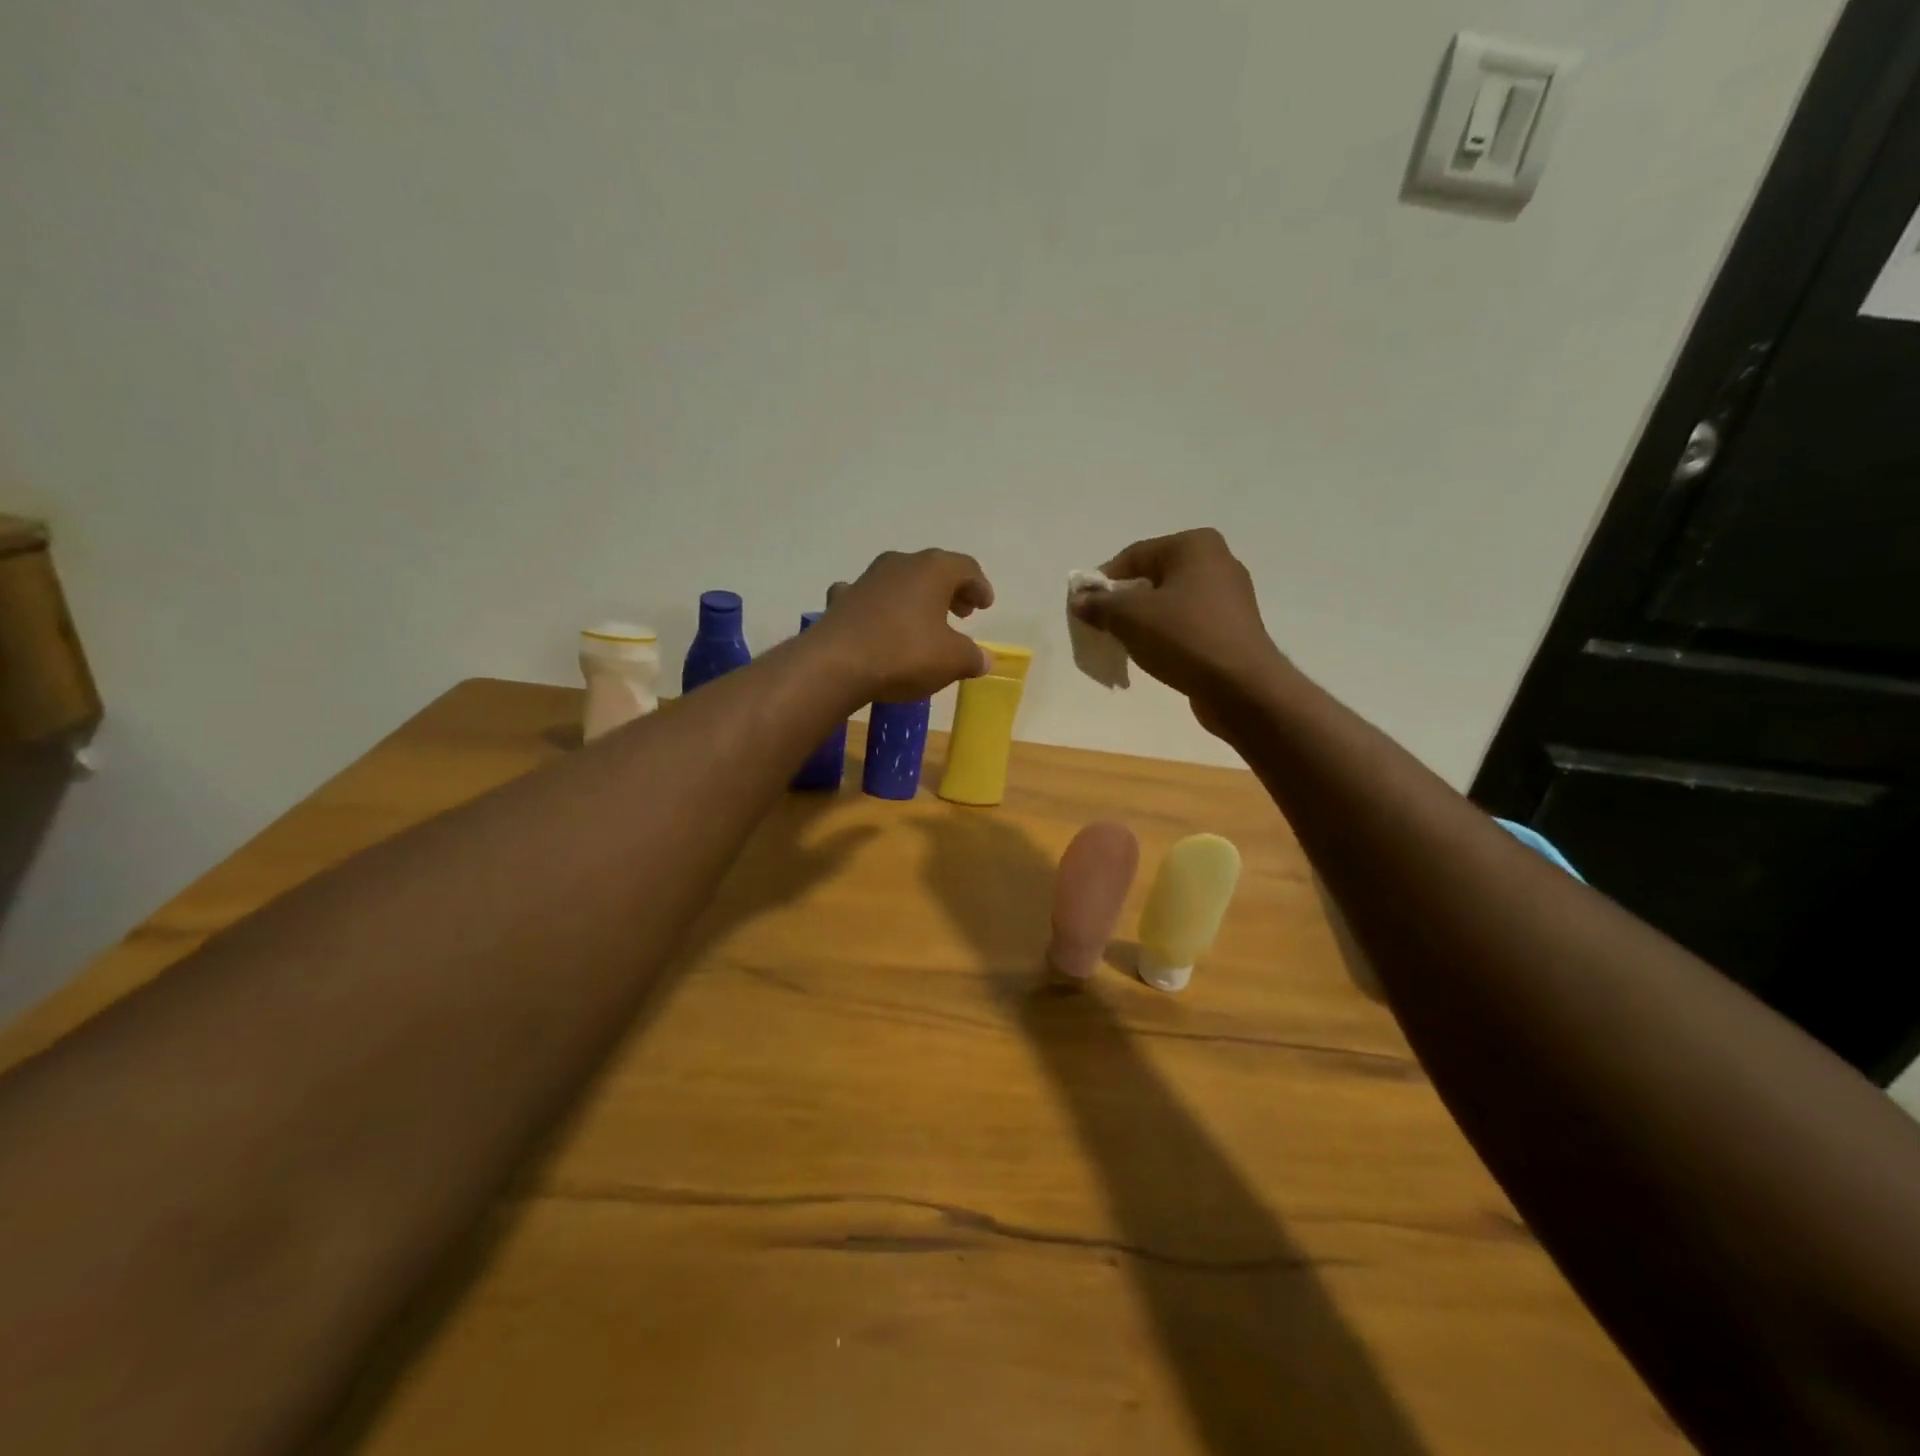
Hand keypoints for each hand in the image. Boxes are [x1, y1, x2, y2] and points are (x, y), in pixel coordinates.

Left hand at [820, 549, 993, 701]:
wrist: (835, 664)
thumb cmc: (904, 654)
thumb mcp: (952, 661)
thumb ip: (973, 657)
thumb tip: (984, 659)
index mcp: (933, 569)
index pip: (965, 567)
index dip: (979, 586)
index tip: (985, 605)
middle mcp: (900, 564)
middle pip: (932, 570)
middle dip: (950, 590)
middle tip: (961, 612)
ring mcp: (866, 579)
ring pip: (899, 581)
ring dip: (915, 598)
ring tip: (924, 622)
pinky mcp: (841, 601)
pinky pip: (868, 598)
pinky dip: (878, 608)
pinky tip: (877, 623)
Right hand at [1071, 528, 1286, 730]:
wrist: (1240, 686)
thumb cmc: (1184, 637)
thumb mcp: (1129, 616)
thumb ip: (1099, 604)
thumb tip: (1080, 600)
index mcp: (1194, 545)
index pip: (1133, 556)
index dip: (1103, 581)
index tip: (1085, 609)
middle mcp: (1217, 562)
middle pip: (1152, 578)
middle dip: (1123, 603)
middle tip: (1103, 628)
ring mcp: (1229, 597)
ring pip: (1170, 603)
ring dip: (1143, 622)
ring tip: (1126, 646)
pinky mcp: (1232, 628)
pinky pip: (1188, 625)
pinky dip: (1166, 636)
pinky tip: (1155, 657)